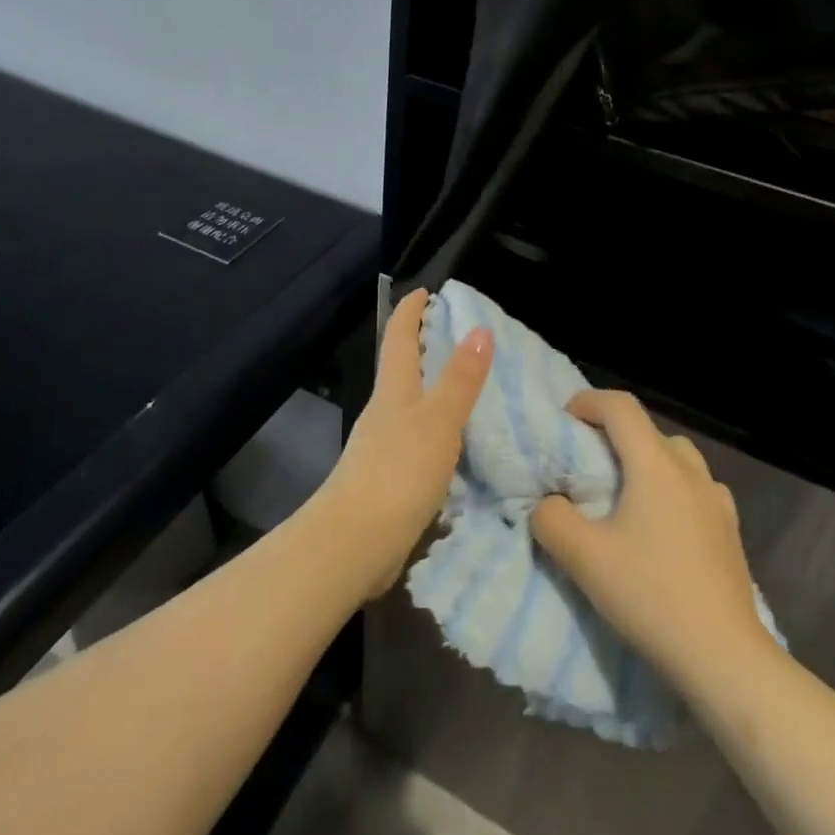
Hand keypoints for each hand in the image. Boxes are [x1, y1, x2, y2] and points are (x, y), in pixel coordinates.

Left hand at [312, 288, 491, 598]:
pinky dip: (435, 430)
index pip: (399, 338)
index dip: (410, 312)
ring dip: (432, 390)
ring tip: (466, 388)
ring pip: (409, 406)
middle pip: (401, 369)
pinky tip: (455, 444)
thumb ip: (460, 379)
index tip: (425, 291)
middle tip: (458, 337)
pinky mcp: (388, 479)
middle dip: (424, 348)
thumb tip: (480, 329)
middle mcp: (384, 412)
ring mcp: (382, 447)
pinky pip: (416, 441)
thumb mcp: (438, 420)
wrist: (354, 543)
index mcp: (394, 391)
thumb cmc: (398, 471)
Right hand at [531, 390, 772, 693]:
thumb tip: (549, 505)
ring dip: (644, 462)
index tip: (563, 422)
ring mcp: (717, 499)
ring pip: (674, 458)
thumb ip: (552, 520)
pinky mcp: (730, 529)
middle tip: (585, 465)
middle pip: (647, 430)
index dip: (587, 403)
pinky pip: (693, 489)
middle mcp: (691, 470)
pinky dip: (669, 490)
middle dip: (612, 435)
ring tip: (622, 497)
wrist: (726, 658)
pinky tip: (660, 529)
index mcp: (656, 464)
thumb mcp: (584, 559)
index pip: (620, 407)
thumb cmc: (652, 597)